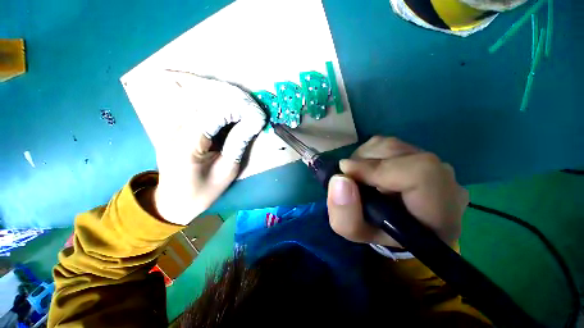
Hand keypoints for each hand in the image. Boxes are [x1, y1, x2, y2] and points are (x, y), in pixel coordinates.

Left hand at [151, 74, 265, 224]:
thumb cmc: (201, 192)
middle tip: (254, 108)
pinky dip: (216, 103)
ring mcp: (172, 124)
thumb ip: (238, 145)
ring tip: (245, 105)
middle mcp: (175, 128)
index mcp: (187, 144)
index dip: (239, 109)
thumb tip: (253, 123)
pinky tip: (229, 107)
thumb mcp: (226, 172)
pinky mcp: (175, 125)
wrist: (172, 201)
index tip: (258, 115)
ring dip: (225, 98)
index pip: (215, 112)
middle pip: (205, 98)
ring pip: (199, 97)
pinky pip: (197, 105)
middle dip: (234, 99)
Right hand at [326, 137, 467, 247]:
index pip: (421, 173)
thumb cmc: (376, 232)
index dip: (379, 168)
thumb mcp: (354, 232)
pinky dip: (370, 153)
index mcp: (439, 216)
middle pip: (402, 153)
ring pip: (393, 145)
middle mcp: (446, 185)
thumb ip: (345, 215)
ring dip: (365, 157)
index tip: (347, 172)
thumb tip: (339, 179)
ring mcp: (435, 166)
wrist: (393, 224)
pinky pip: (389, 143)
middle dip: (365, 162)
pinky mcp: (421, 156)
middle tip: (351, 177)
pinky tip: (368, 169)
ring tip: (359, 175)